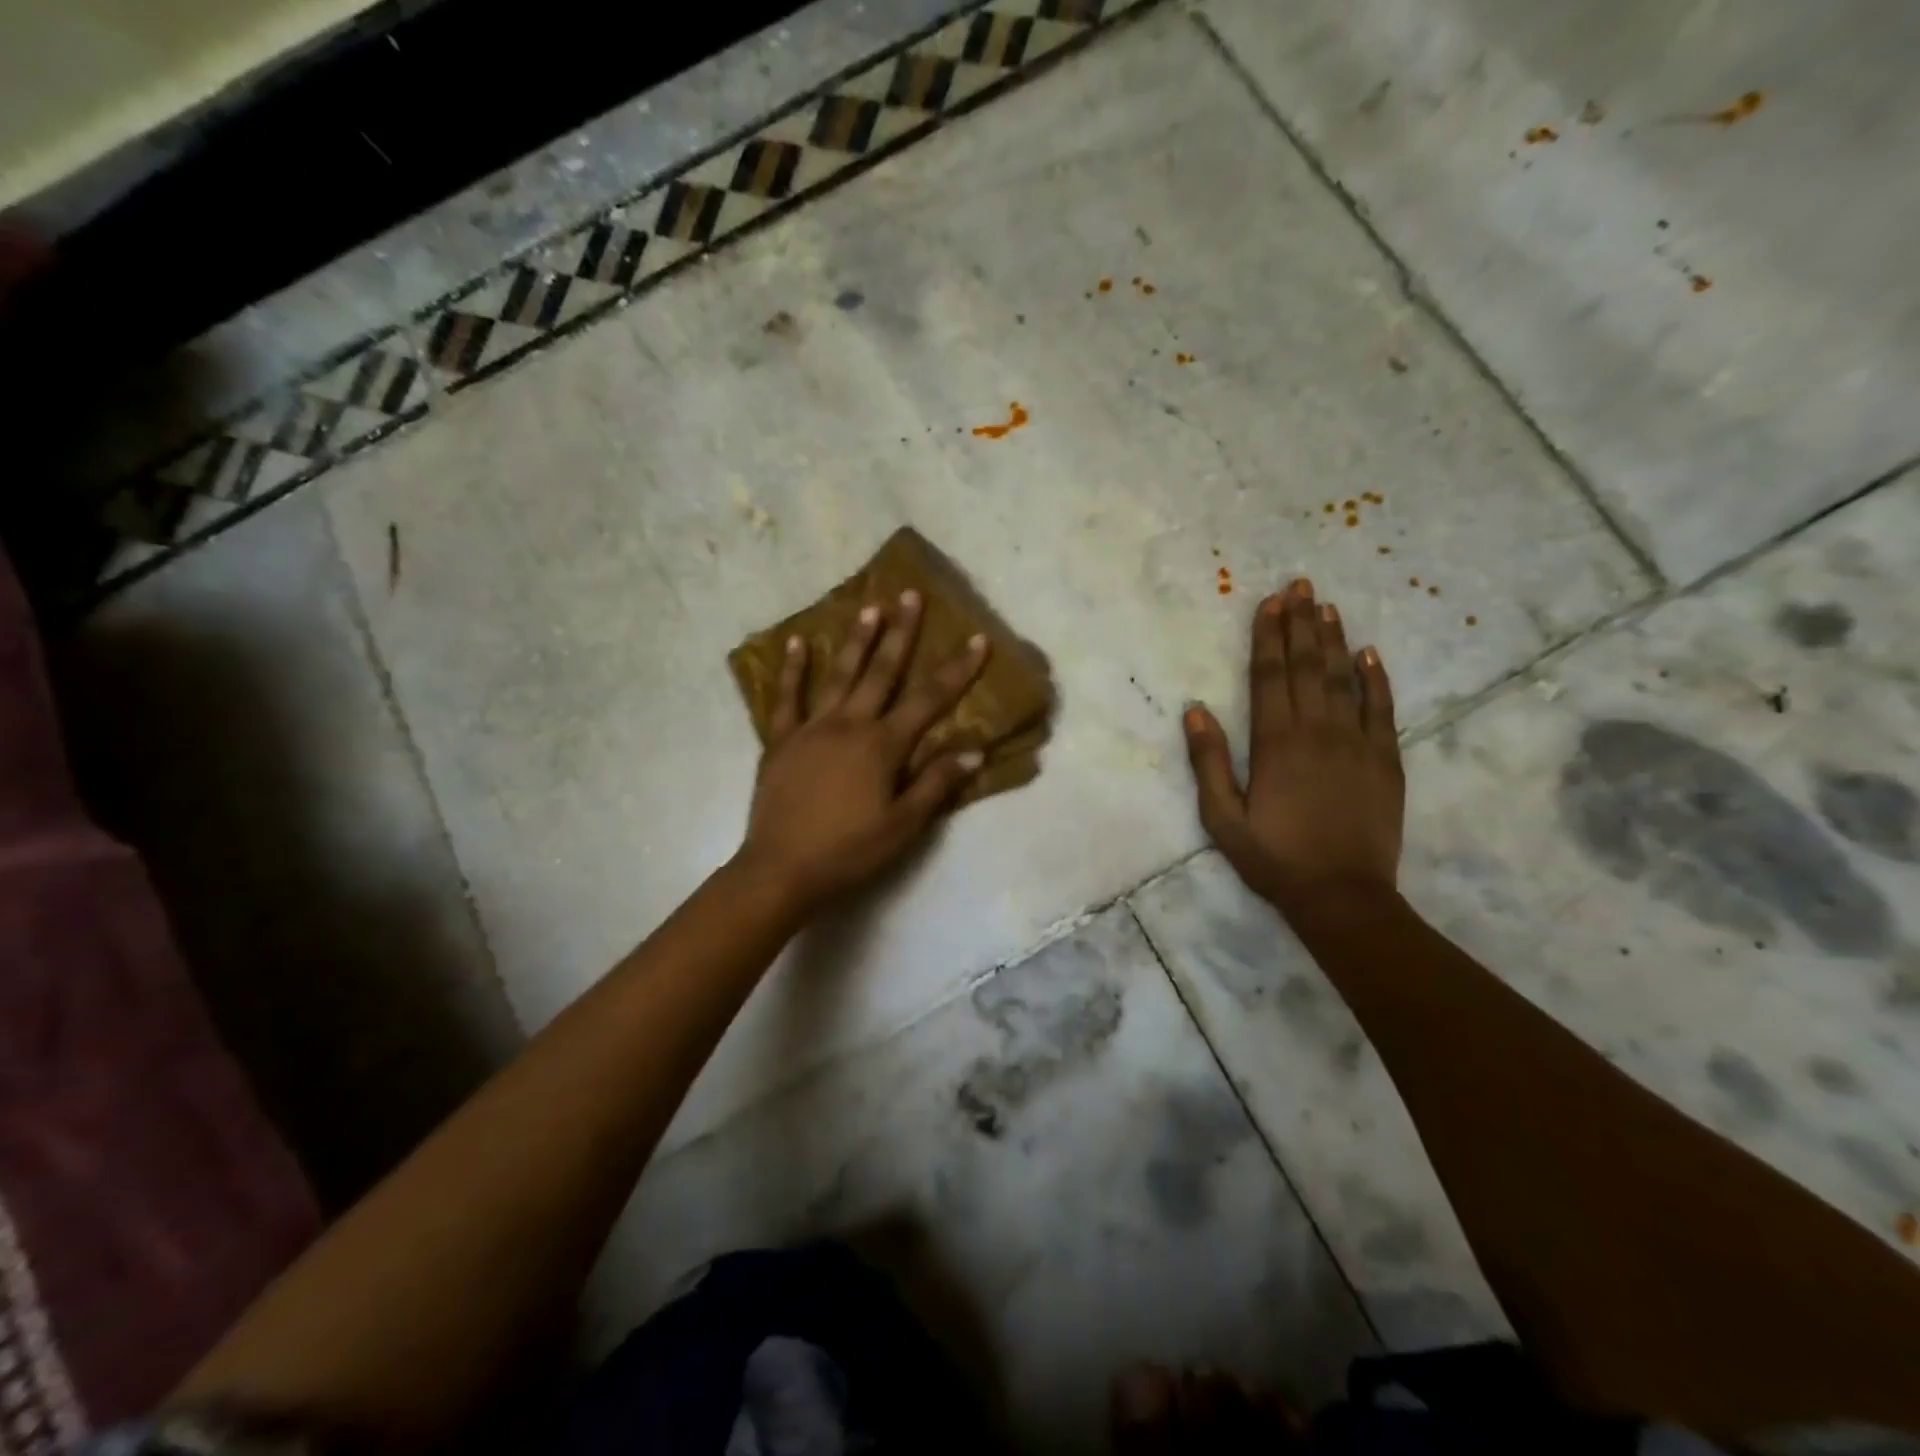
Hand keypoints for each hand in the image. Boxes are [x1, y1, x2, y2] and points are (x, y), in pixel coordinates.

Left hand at [738, 590, 989, 912]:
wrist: (782, 870)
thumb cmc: (849, 851)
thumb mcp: (903, 826)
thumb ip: (936, 784)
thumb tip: (974, 750)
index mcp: (883, 746)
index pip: (929, 700)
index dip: (957, 670)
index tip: (977, 640)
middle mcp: (849, 725)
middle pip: (882, 672)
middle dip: (901, 633)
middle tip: (911, 595)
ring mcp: (811, 729)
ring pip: (838, 675)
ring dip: (856, 641)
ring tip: (868, 608)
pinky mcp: (781, 741)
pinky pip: (787, 698)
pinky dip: (793, 670)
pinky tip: (796, 643)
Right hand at [1184, 578, 1403, 913]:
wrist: (1342, 895)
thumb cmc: (1274, 857)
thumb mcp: (1222, 817)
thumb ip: (1208, 762)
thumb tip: (1195, 710)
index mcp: (1275, 743)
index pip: (1270, 676)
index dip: (1268, 637)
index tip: (1270, 603)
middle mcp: (1317, 731)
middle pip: (1307, 667)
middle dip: (1301, 624)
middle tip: (1300, 586)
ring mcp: (1357, 743)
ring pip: (1344, 679)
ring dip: (1334, 640)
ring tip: (1327, 606)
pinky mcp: (1386, 760)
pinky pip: (1383, 709)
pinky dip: (1377, 679)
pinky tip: (1369, 654)